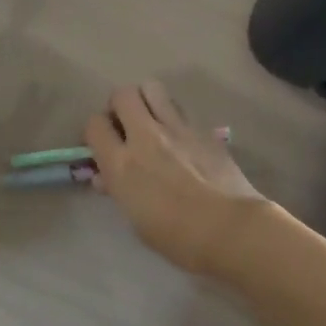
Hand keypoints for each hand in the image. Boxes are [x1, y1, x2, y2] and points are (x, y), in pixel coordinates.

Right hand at [85, 82, 266, 275]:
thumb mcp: (137, 221)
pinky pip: (180, 108)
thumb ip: (119, 190)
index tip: (103, 144)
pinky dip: (173, 115)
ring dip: (147, 101)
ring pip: (152, 88)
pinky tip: (181, 137)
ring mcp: (176, 127)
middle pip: (122, 94)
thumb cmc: (179, 237)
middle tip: (126, 125)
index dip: (96, 131)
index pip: (95, 124)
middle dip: (119, 106)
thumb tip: (106, 177)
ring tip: (153, 121)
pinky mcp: (201, 127)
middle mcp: (145, 136)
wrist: (231, 229)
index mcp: (122, 164)